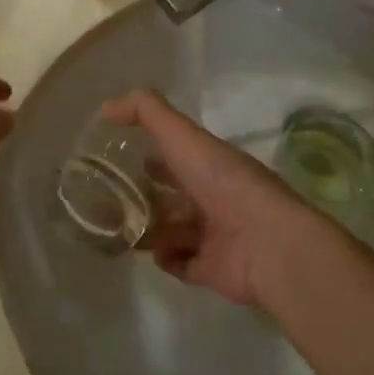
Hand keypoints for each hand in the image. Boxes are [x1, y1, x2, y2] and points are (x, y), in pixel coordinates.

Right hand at [102, 89, 346, 309]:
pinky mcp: (212, 268)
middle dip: (143, 195)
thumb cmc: (225, 184)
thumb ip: (146, 113)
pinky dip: (166, 258)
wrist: (267, 244)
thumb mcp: (183, 137)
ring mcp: (214, 235)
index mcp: (210, 165)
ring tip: (116, 227)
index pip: (178, 156)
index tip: (120, 156)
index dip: (153, 153)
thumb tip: (106, 106)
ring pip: (172, 229)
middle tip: (106, 198)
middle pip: (172, 195)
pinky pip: (181, 264)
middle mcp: (213, 197)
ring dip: (148, 228)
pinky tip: (152, 252)